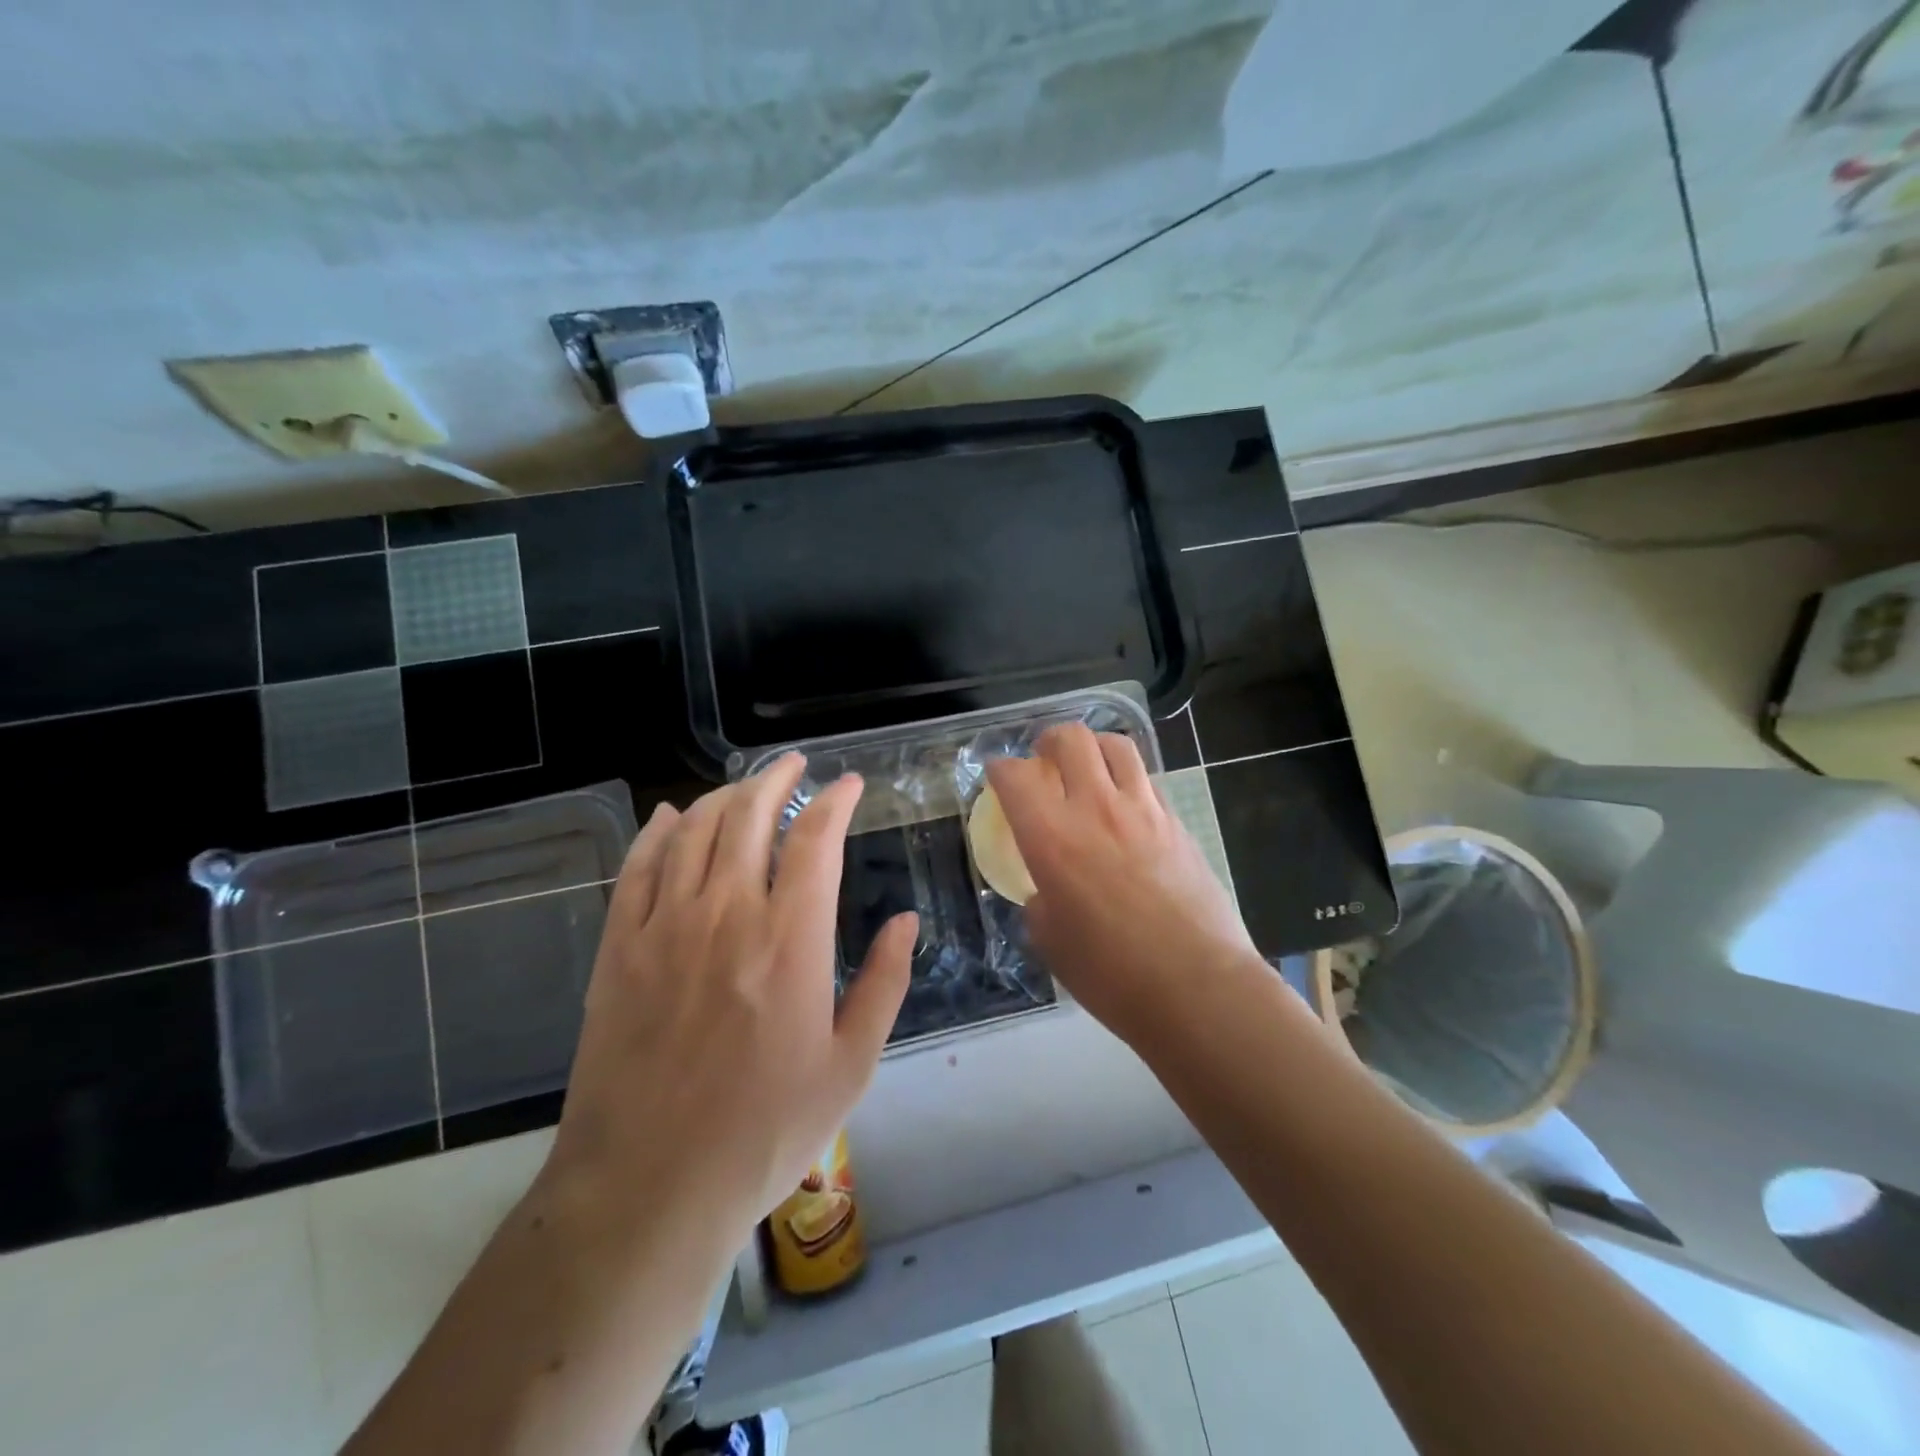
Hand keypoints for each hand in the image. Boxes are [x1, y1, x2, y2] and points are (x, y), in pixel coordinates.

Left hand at [546, 756, 916, 1253]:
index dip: (835, 800)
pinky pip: (638, 868)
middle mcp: (727, 914)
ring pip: (695, 831)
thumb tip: (905, 922)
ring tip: (745, 788)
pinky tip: (672, 817)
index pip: (816, 839)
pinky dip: (658, 832)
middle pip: (750, 816)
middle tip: (793, 765)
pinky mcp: (618, 949)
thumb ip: (884, 984)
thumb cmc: (764, 1131)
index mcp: (790, 939)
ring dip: (724, 797)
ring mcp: (665, 927)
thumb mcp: (850, 1065)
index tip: (849, 784)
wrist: (648, 1187)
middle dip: (776, 779)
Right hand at [985, 724, 1257, 1046]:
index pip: (1015, 776)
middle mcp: (1095, 809)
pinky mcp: (1177, 823)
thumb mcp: (1050, 942)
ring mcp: (1143, 811)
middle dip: (1048, 740)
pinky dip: (1127, 780)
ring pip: (1116, 747)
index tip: (997, 776)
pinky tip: (1125, 807)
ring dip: (1094, 748)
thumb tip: (1048, 891)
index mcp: (1051, 838)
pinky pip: (1147, 781)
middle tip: (1043, 759)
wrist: (1196, 987)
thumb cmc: (1111, 974)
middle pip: (1071, 739)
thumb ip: (1040, 903)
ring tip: (1088, 767)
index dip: (999, 769)